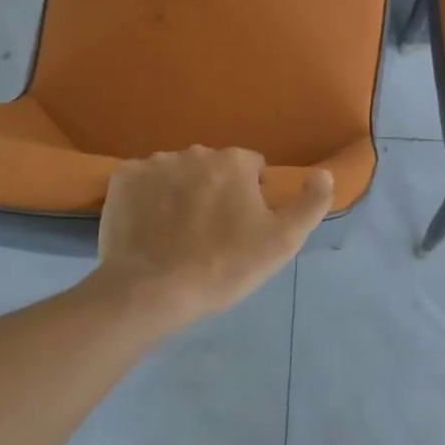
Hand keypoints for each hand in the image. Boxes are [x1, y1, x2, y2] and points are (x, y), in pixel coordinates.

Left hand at [92, 147, 333, 331]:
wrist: (150, 292)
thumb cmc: (222, 266)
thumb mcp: (282, 242)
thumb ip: (311, 204)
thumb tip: (323, 173)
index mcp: (233, 162)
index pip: (251, 167)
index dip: (250, 196)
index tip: (242, 228)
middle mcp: (194, 152)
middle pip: (213, 168)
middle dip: (214, 191)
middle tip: (210, 234)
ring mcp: (154, 163)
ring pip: (177, 173)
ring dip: (181, 193)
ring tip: (176, 234)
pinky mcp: (122, 179)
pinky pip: (142, 182)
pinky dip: (147, 198)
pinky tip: (148, 228)